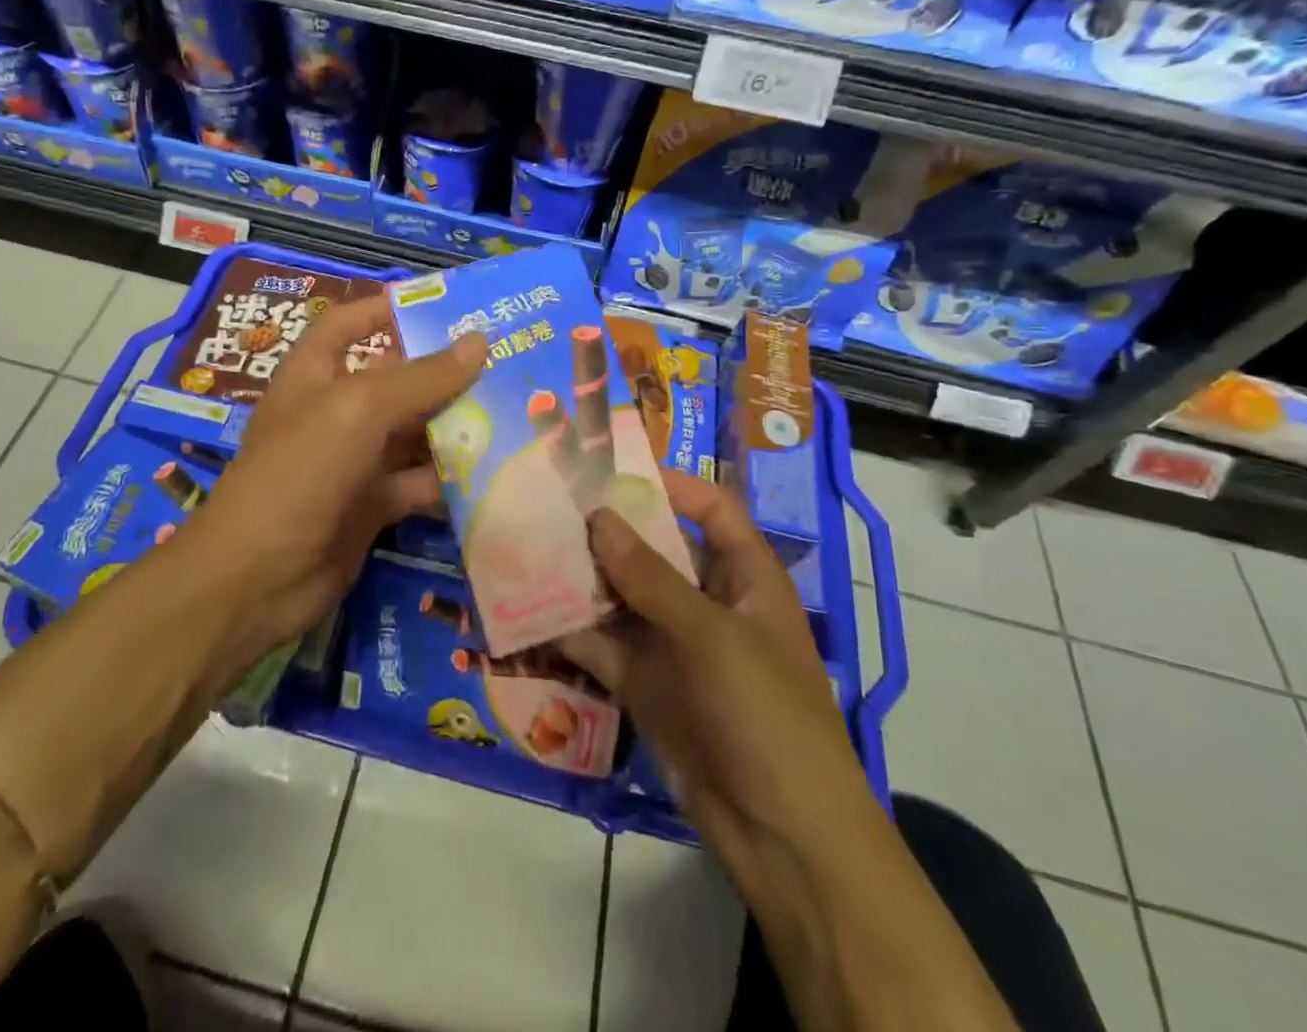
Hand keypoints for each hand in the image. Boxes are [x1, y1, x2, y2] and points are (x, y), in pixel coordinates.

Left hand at [193, 292, 485, 654]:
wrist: (259, 576)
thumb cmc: (301, 470)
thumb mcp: (359, 409)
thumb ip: (420, 377)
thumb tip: (479, 342)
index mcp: (314, 374)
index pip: (348, 325)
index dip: (385, 309)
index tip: (441, 305)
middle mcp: (335, 412)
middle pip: (394, 380)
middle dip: (442, 372)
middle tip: (504, 360)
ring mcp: (354, 461)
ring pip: (412, 433)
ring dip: (455, 425)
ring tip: (515, 408)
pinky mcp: (372, 505)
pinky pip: (418, 481)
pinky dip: (450, 478)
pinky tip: (497, 468)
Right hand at [560, 472, 875, 891]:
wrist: (780, 837)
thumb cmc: (764, 714)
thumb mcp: (712, 636)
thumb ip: (651, 577)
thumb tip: (599, 517)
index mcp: (744, 577)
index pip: (712, 509)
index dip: (671, 484)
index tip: (612, 469)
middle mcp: (706, 601)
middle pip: (654, 548)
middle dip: (608, 529)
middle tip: (551, 502)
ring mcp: (673, 643)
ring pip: (620, 595)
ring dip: (580, 576)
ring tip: (527, 545)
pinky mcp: (644, 682)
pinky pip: (601, 643)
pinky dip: (569, 628)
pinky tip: (526, 608)